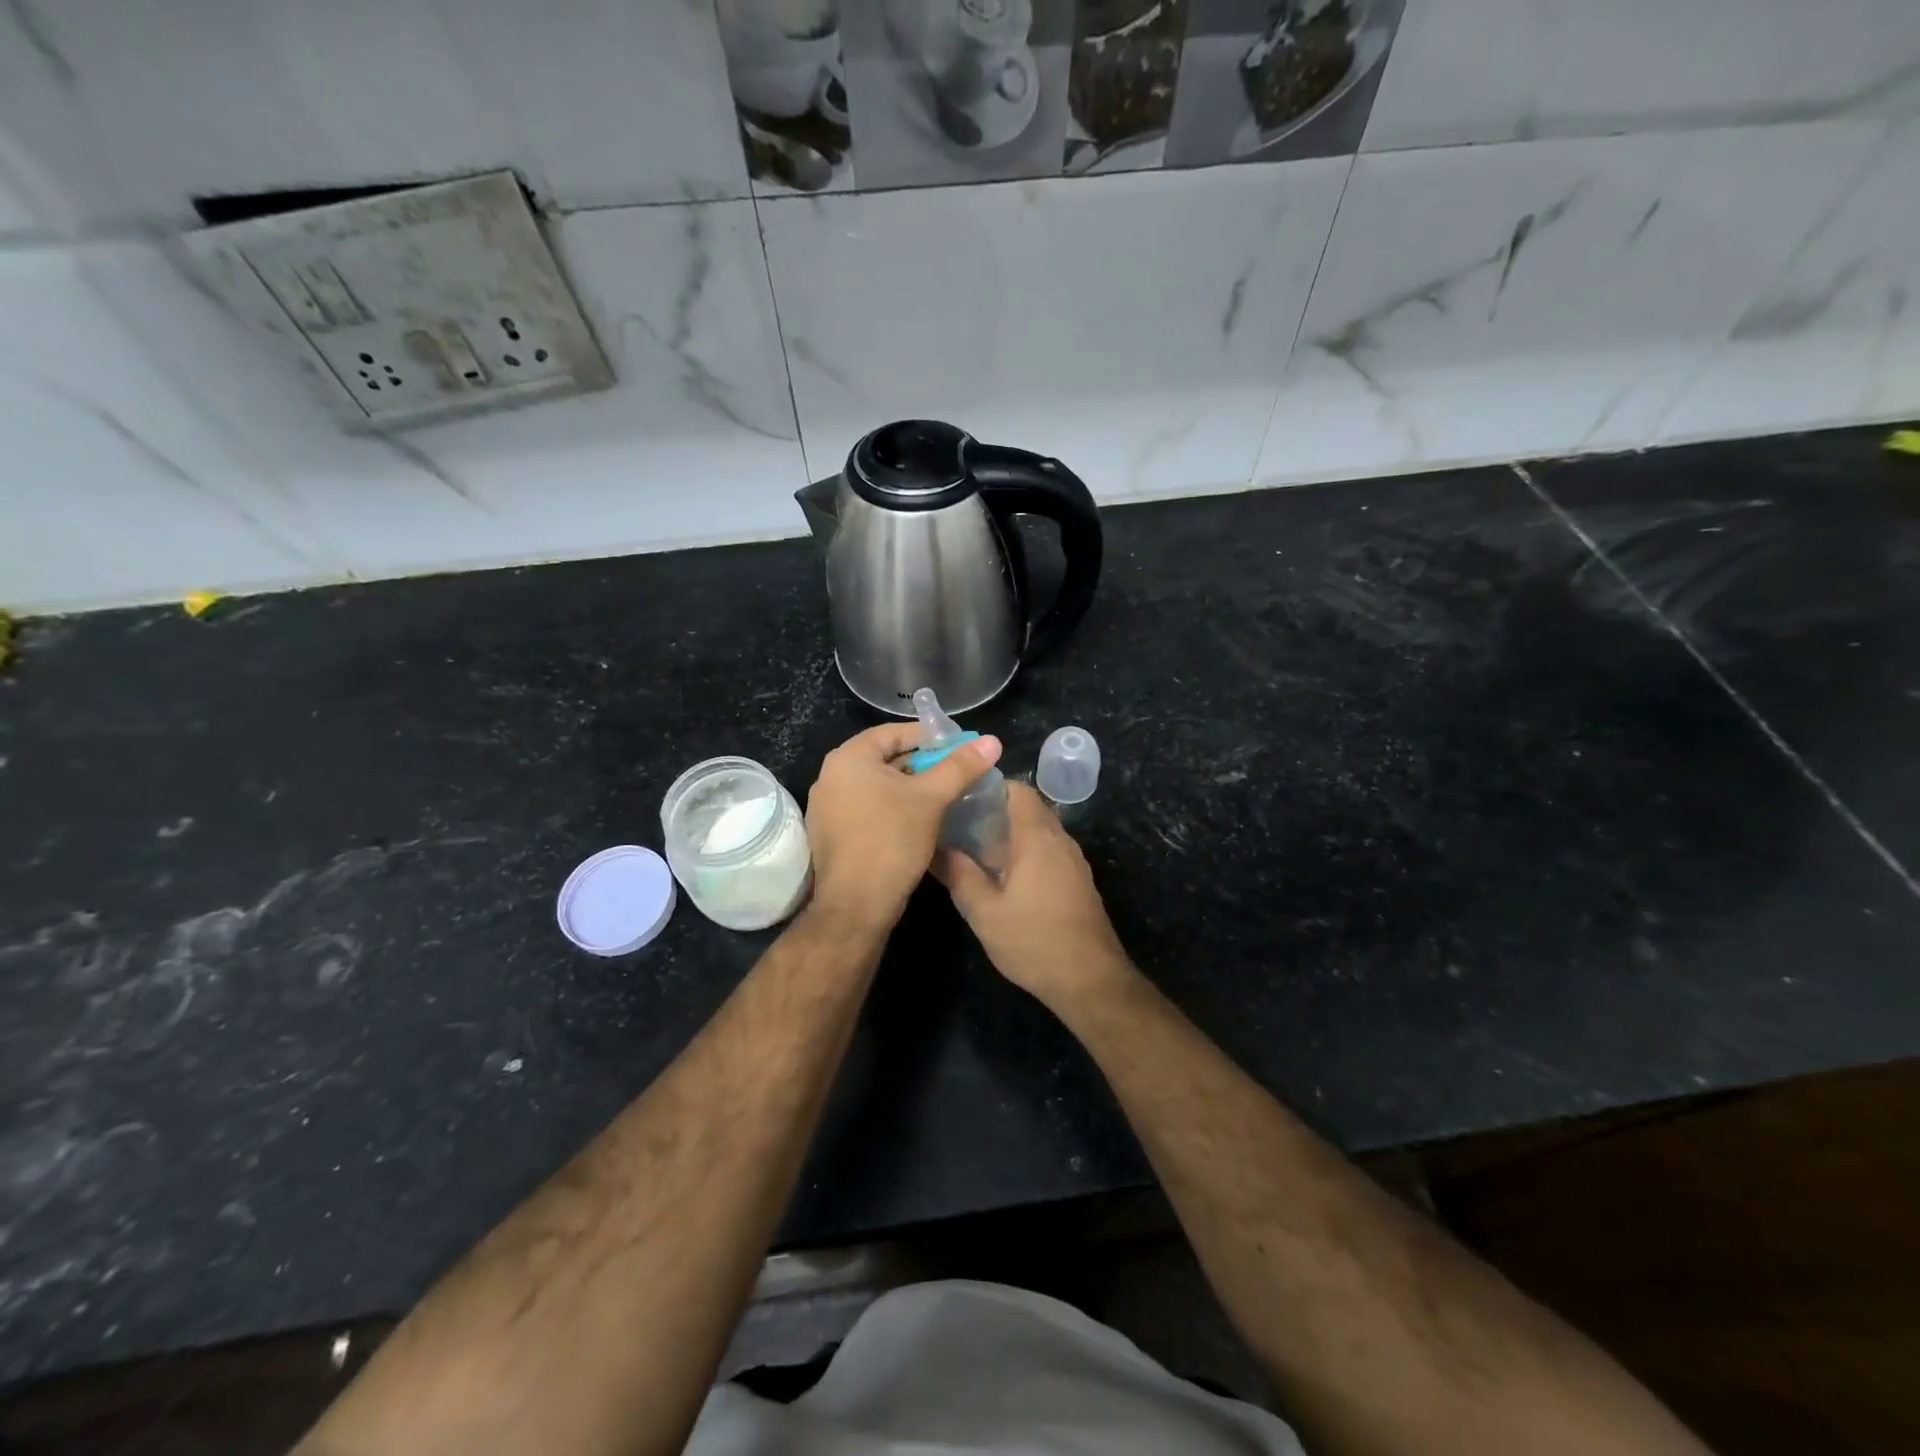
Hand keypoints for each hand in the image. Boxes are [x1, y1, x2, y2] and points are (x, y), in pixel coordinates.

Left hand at [805, 722, 1001, 929]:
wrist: (856, 905)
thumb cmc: (891, 840)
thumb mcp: (931, 799)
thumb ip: (960, 766)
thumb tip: (992, 740)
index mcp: (848, 757)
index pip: (894, 732)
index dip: (930, 737)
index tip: (960, 747)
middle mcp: (831, 775)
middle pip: (885, 758)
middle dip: (922, 764)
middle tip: (956, 773)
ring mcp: (827, 806)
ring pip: (878, 785)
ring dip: (910, 788)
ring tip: (944, 796)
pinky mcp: (832, 832)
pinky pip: (867, 807)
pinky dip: (893, 807)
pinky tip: (918, 821)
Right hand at [934, 781, 1133, 1009]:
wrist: (1090, 980)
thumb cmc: (1033, 941)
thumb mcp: (985, 913)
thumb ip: (961, 876)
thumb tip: (938, 848)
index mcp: (1037, 838)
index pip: (1018, 790)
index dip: (991, 787)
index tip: (962, 798)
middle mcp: (1060, 841)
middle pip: (1029, 809)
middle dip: (997, 811)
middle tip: (962, 825)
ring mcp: (1074, 862)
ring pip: (1040, 832)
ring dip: (1012, 834)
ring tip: (977, 850)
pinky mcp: (1079, 882)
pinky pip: (1050, 851)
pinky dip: (1027, 852)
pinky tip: (1005, 877)